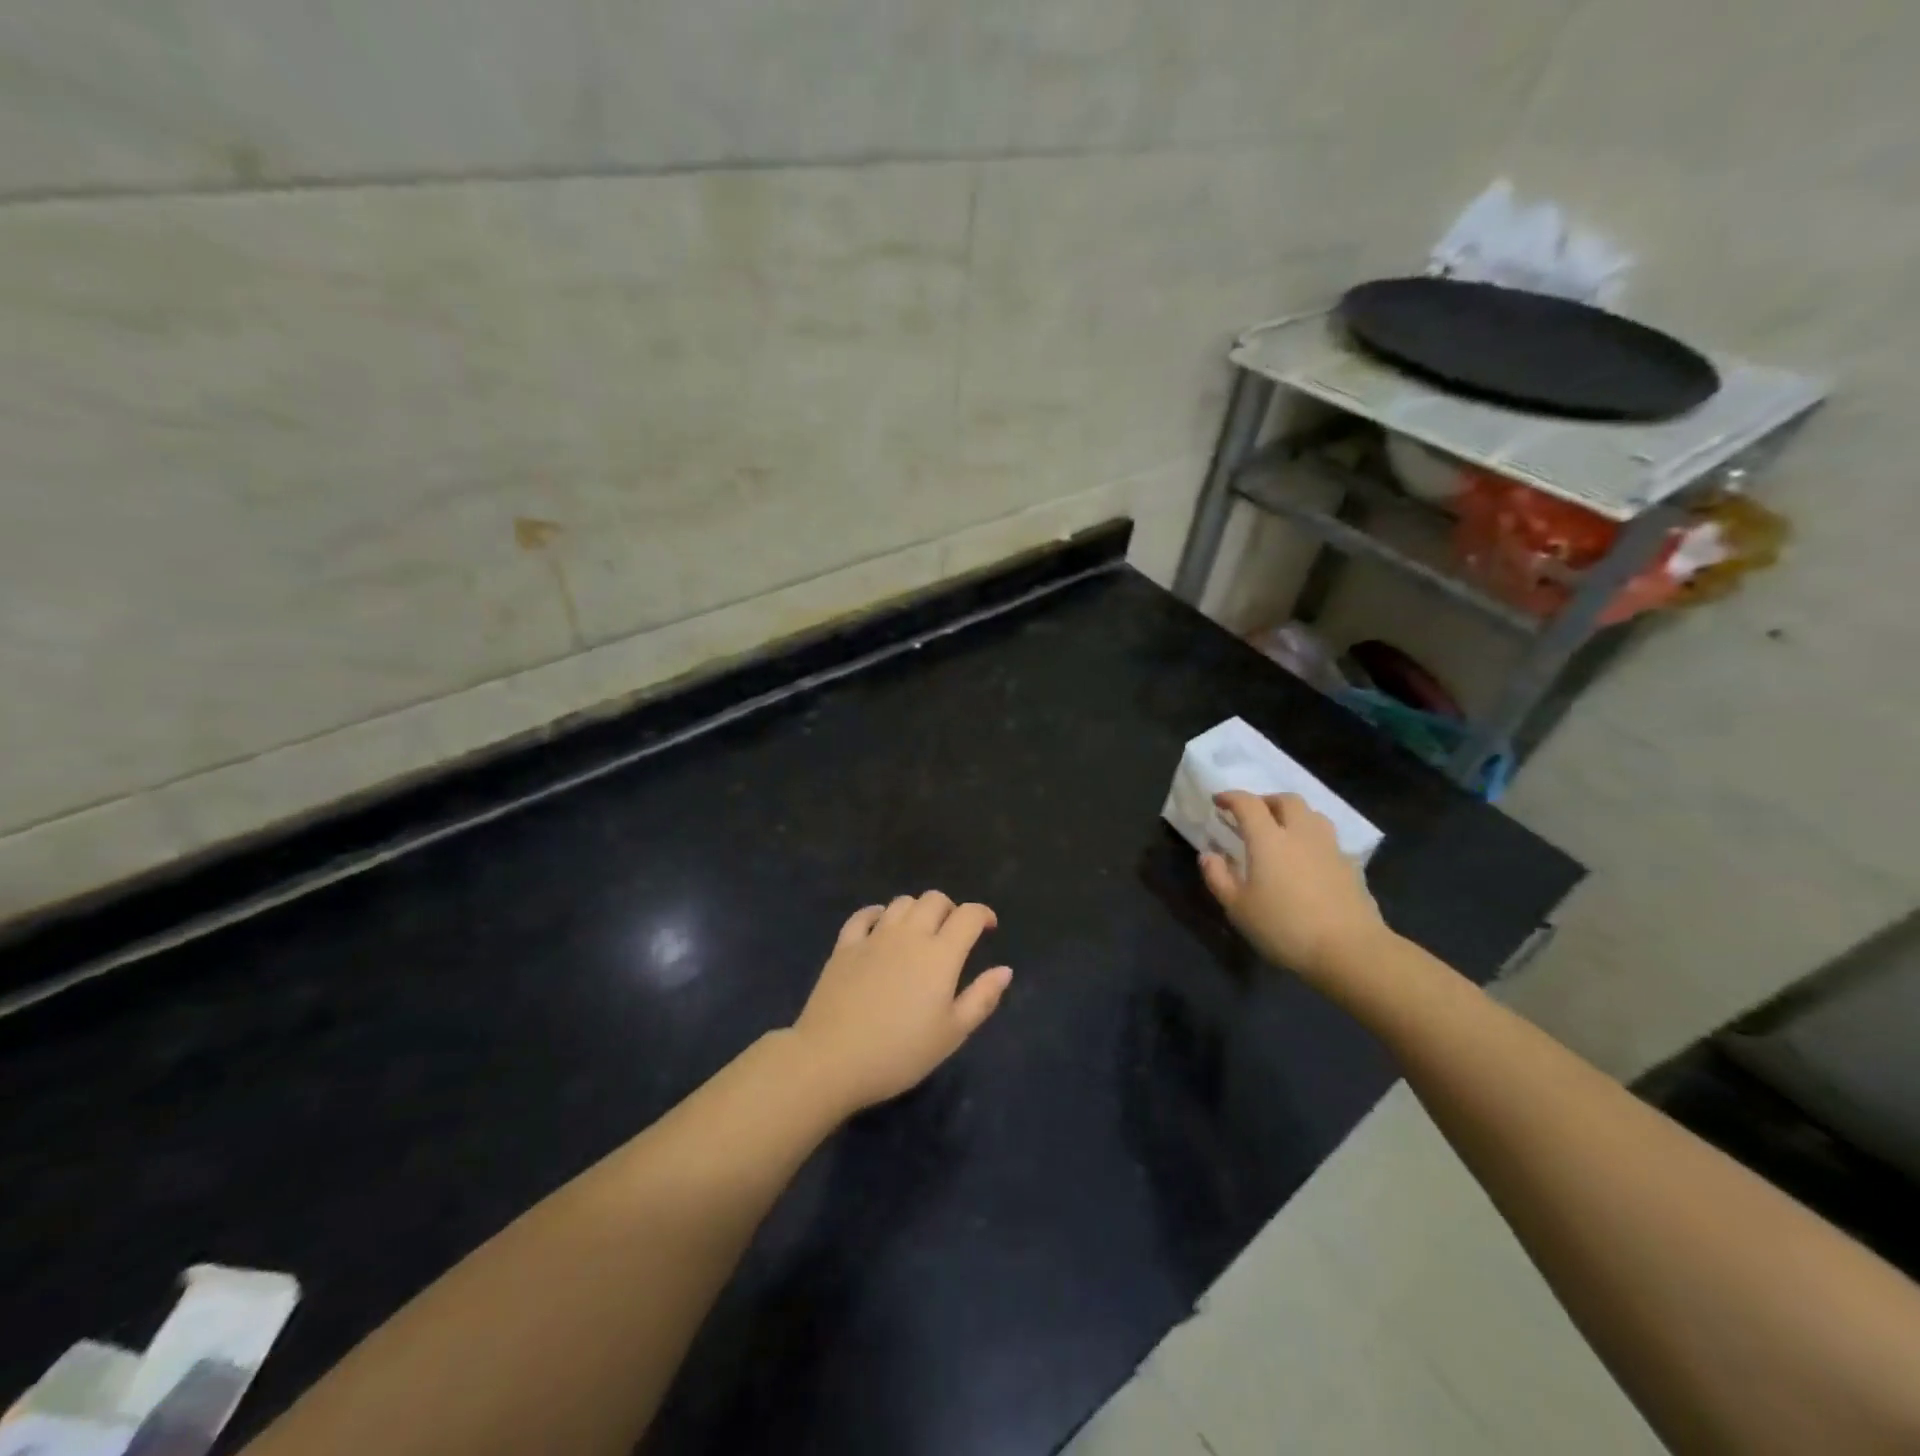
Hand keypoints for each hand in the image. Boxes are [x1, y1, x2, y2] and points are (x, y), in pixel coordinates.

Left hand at [792, 893, 1012, 1114]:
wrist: (832, 1059)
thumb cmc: (900, 1052)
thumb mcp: (951, 1034)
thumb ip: (982, 998)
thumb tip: (1005, 970)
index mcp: (940, 954)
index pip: (968, 915)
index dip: (983, 914)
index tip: (988, 928)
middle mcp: (909, 935)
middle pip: (934, 900)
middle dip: (950, 909)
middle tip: (953, 933)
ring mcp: (874, 936)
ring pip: (901, 903)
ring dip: (917, 910)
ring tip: (920, 932)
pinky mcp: (845, 946)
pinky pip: (864, 915)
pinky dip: (878, 914)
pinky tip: (881, 927)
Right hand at [1199, 791, 1388, 991]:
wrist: (1350, 950)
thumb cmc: (1284, 927)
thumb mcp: (1238, 908)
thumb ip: (1218, 877)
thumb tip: (1208, 855)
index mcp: (1269, 839)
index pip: (1248, 804)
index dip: (1231, 797)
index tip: (1218, 801)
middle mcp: (1301, 834)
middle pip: (1286, 800)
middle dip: (1266, 801)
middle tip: (1253, 816)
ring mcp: (1330, 848)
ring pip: (1312, 815)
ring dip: (1293, 815)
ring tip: (1282, 832)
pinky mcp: (1350, 865)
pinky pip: (1328, 839)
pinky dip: (1312, 839)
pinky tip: (1307, 860)